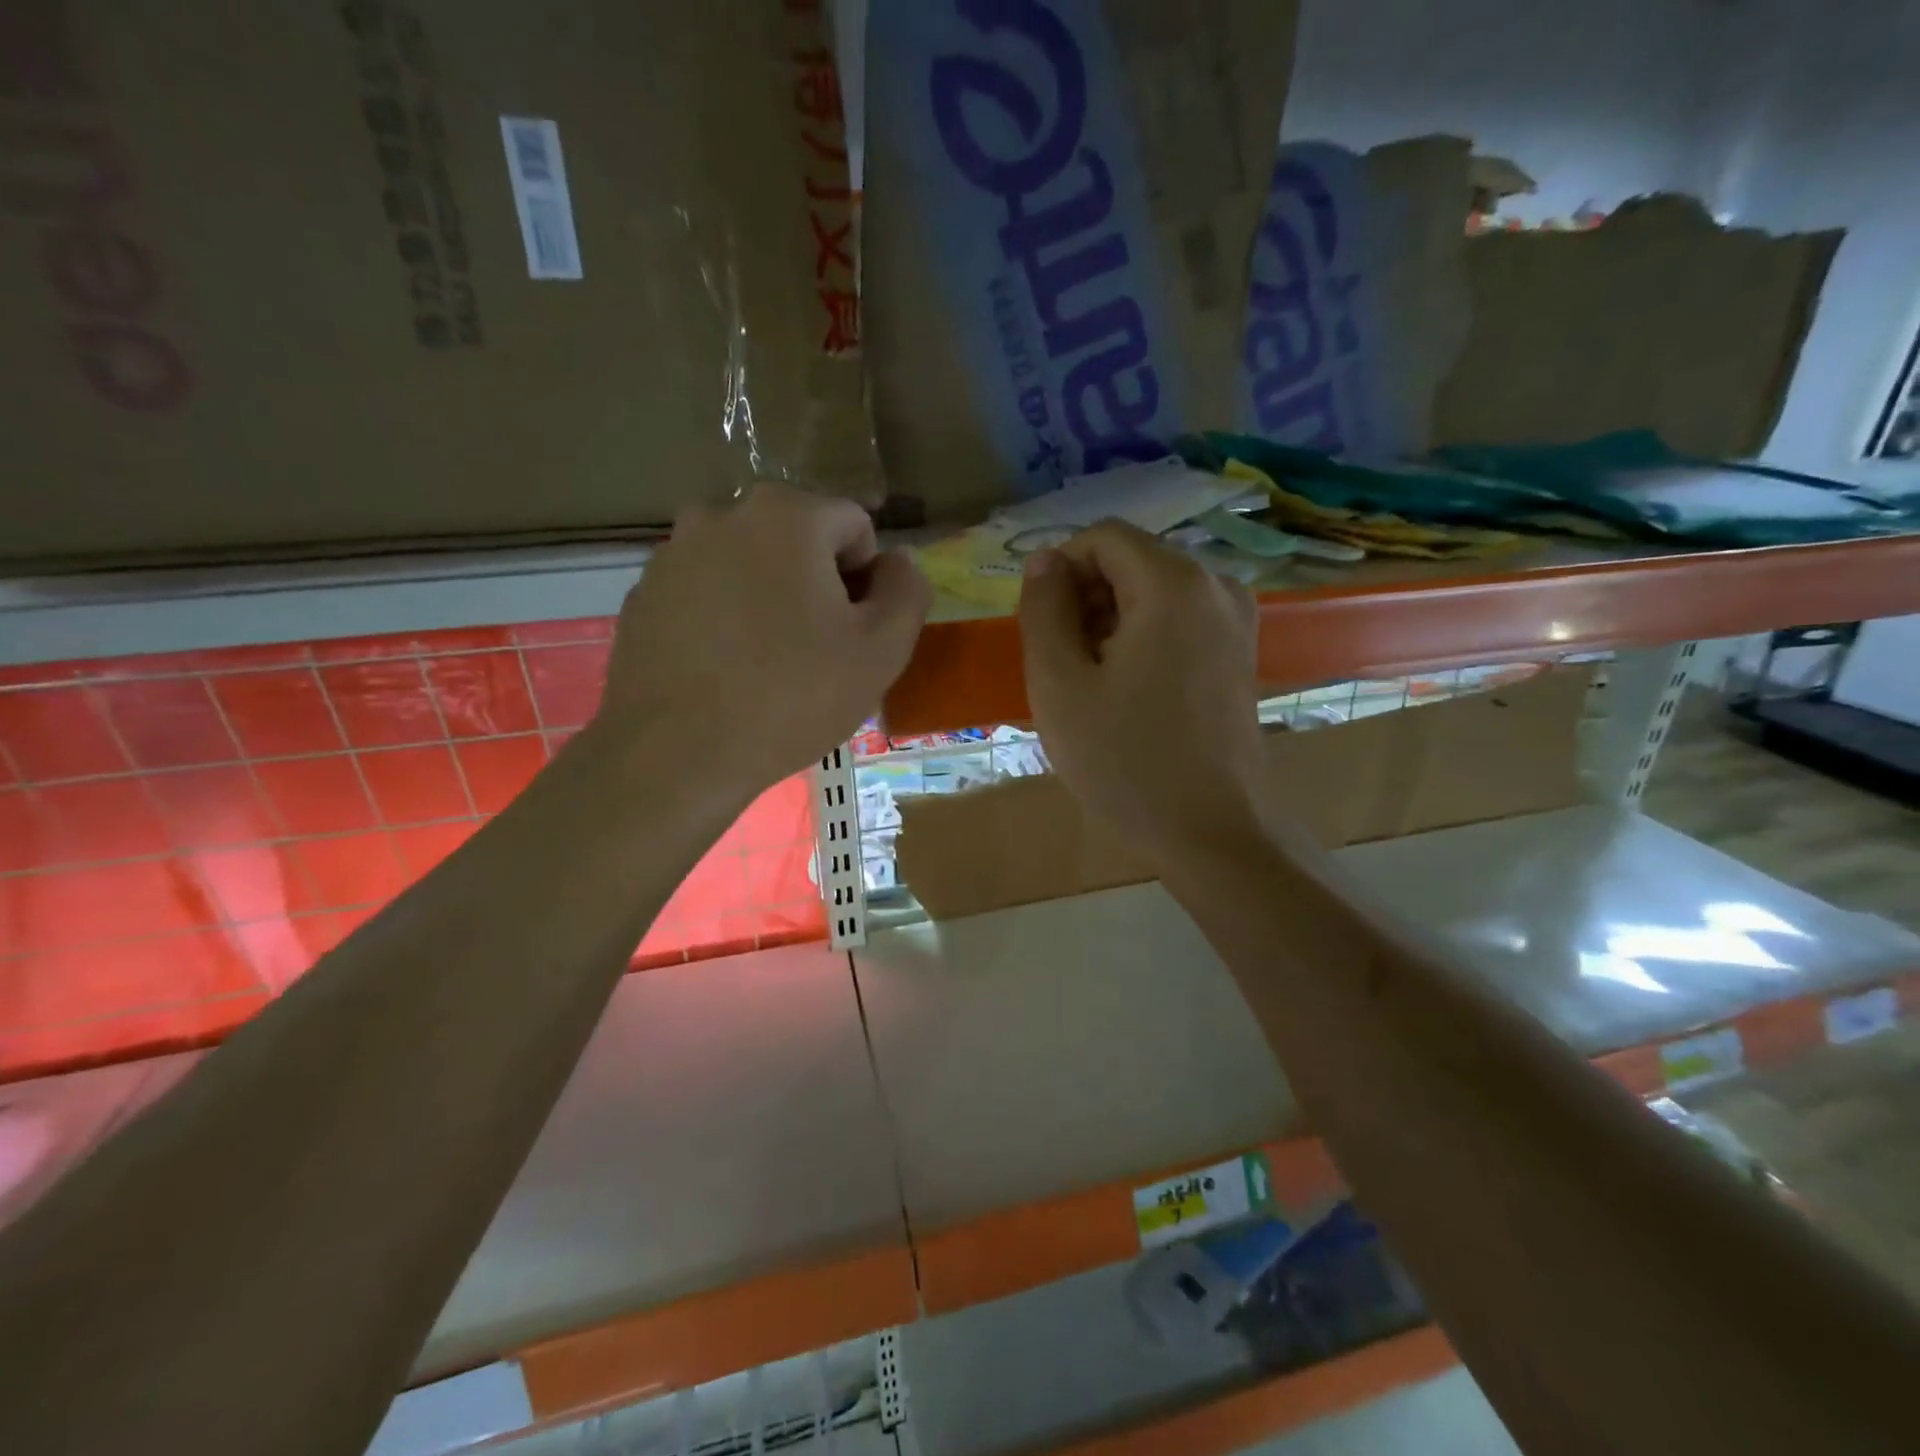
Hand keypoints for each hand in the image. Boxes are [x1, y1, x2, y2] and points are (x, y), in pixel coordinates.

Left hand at [592, 484, 930, 800]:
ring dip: (769, 596)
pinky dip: (723, 615)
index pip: (854, 525)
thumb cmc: (793, 697)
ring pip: (748, 563)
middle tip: (816, 650)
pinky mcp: (643, 593)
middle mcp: (722, 514)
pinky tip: (724, 668)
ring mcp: (673, 553)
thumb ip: (907, 591)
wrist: (677, 754)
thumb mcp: (881, 650)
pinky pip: (705, 591)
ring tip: (767, 662)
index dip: (868, 579)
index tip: (854, 632)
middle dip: (817, 583)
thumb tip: (900, 561)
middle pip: (797, 538)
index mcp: (787, 516)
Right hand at [1018, 521, 1265, 863]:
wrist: (1212, 832)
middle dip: (1085, 598)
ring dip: (1109, 621)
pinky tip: (1127, 691)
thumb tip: (1044, 562)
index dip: (1059, 570)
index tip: (1040, 626)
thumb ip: (1043, 610)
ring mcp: (1236, 619)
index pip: (1102, 537)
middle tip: (1062, 663)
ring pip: (1153, 591)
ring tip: (1092, 684)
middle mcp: (1215, 585)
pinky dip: (1142, 638)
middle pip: (1131, 560)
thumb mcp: (1059, 684)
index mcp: (1173, 583)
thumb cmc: (1126, 761)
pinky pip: (1178, 619)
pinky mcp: (1239, 651)